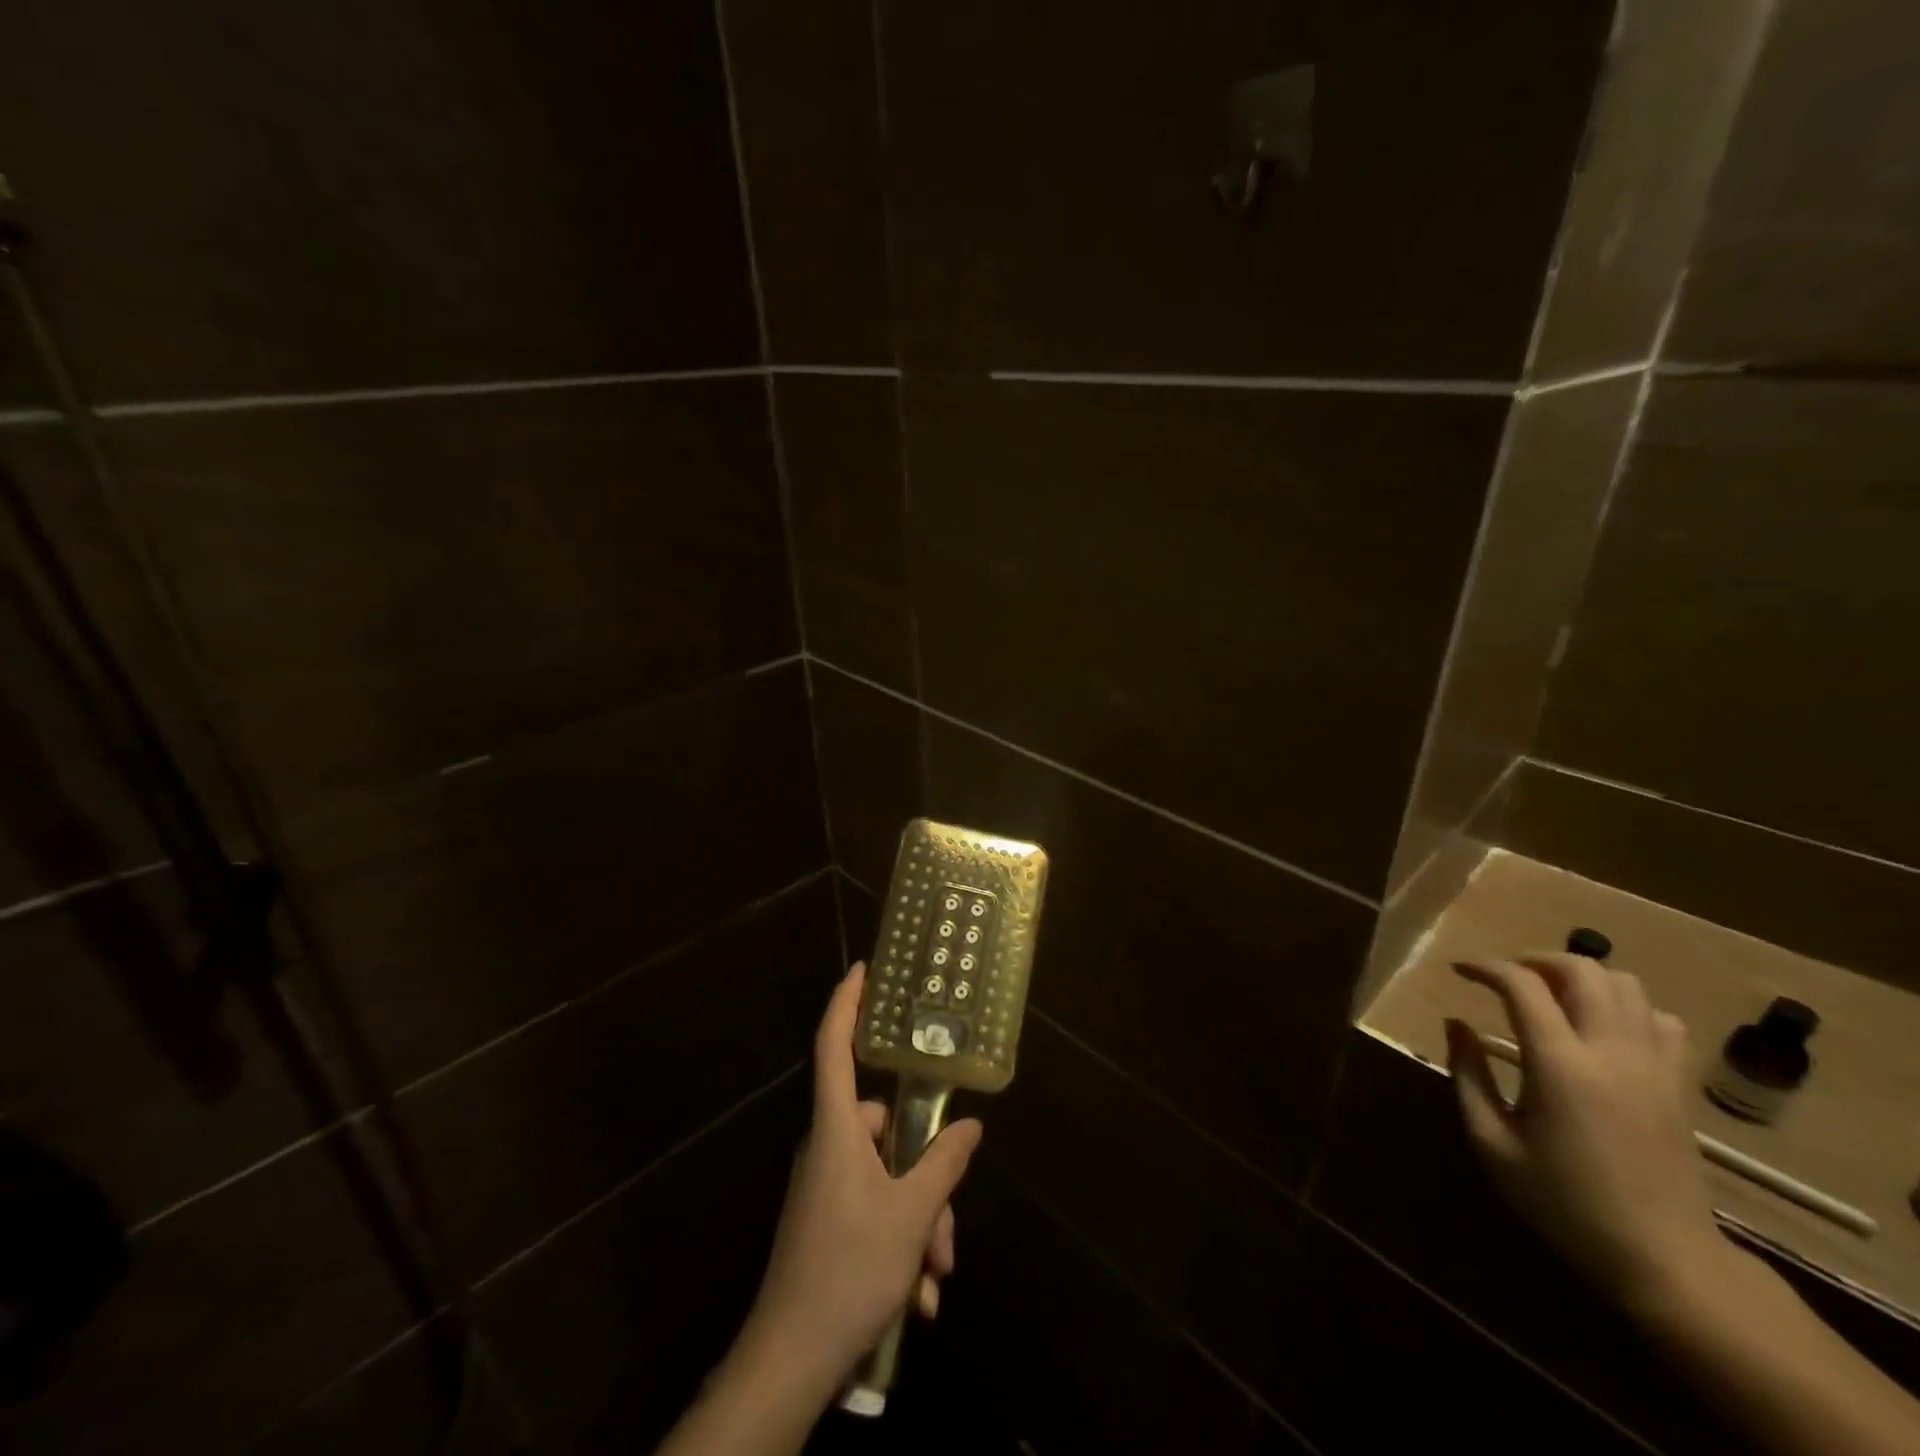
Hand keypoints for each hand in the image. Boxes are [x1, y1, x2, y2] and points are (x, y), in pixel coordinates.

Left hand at [739, 963, 982, 1388]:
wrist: (789, 1362)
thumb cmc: (850, 1269)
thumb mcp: (912, 1216)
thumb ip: (944, 1164)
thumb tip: (969, 1125)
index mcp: (837, 1129)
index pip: (834, 1046)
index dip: (846, 1003)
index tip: (862, 969)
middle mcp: (828, 1147)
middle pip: (886, 1133)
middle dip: (926, 1179)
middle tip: (946, 1232)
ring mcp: (825, 1186)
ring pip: (887, 1179)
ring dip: (918, 1223)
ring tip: (934, 1277)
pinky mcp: (826, 1221)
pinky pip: (874, 1210)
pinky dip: (900, 1243)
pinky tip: (916, 1299)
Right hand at [1445, 953, 1729, 1313]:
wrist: (1664, 1259)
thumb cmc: (1563, 1201)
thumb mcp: (1491, 1142)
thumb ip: (1468, 1075)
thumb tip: (1456, 1024)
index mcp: (1560, 1065)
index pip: (1522, 985)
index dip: (1485, 967)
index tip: (1459, 971)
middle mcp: (1611, 1052)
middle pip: (1582, 970)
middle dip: (1536, 960)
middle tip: (1506, 978)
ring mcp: (1654, 1066)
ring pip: (1627, 986)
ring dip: (1582, 978)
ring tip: (1552, 996)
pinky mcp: (1678, 1085)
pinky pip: (1661, 1019)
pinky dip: (1627, 1007)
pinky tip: (1602, 1028)